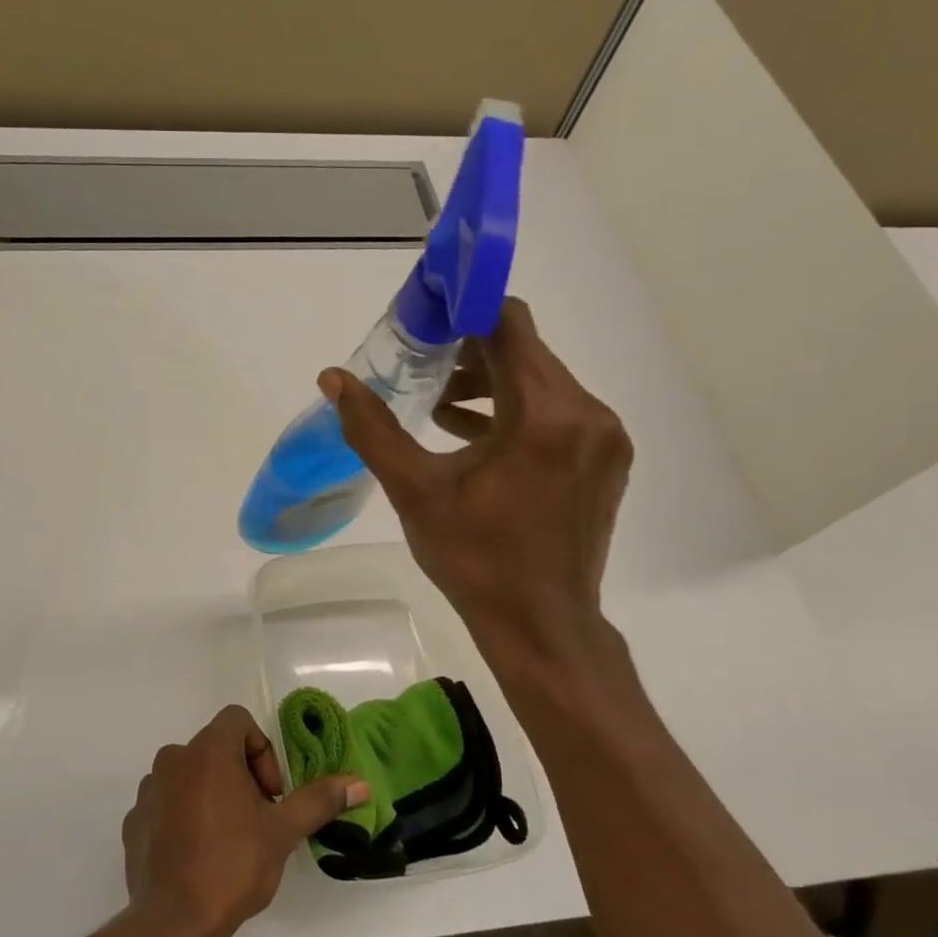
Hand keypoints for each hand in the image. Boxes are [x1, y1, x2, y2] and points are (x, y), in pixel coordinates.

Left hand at [121, 705, 368, 936]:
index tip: (271, 794)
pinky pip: (167, 804)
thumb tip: (360, 783)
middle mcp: (173, 759)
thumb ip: (318, 800)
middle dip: (241, 777)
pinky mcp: (134, 820)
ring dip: (212, 795)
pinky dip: (184, 817)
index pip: (238, 721)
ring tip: (229, 840)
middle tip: (257, 820)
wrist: (172, 922)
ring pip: (190, 776)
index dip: (262, 751)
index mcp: (208, 751)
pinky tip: (198, 855)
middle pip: (215, 750)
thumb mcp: (283, 832)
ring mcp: (149, 790)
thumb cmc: (232, 865)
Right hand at [320, 297, 631, 660]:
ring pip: (541, 382)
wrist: (541, 625)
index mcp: (543, 415)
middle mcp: (586, 413)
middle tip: (419, 368)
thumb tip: (333, 379)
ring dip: (490, 383)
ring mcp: (603, 438)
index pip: (507, 325)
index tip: (424, 320)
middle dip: (469, 353)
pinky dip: (514, 412)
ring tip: (437, 406)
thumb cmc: (475, 559)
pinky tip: (470, 434)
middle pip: (525, 352)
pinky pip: (556, 413)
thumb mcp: (415, 491)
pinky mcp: (605, 460)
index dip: (464, 311)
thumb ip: (373, 429)